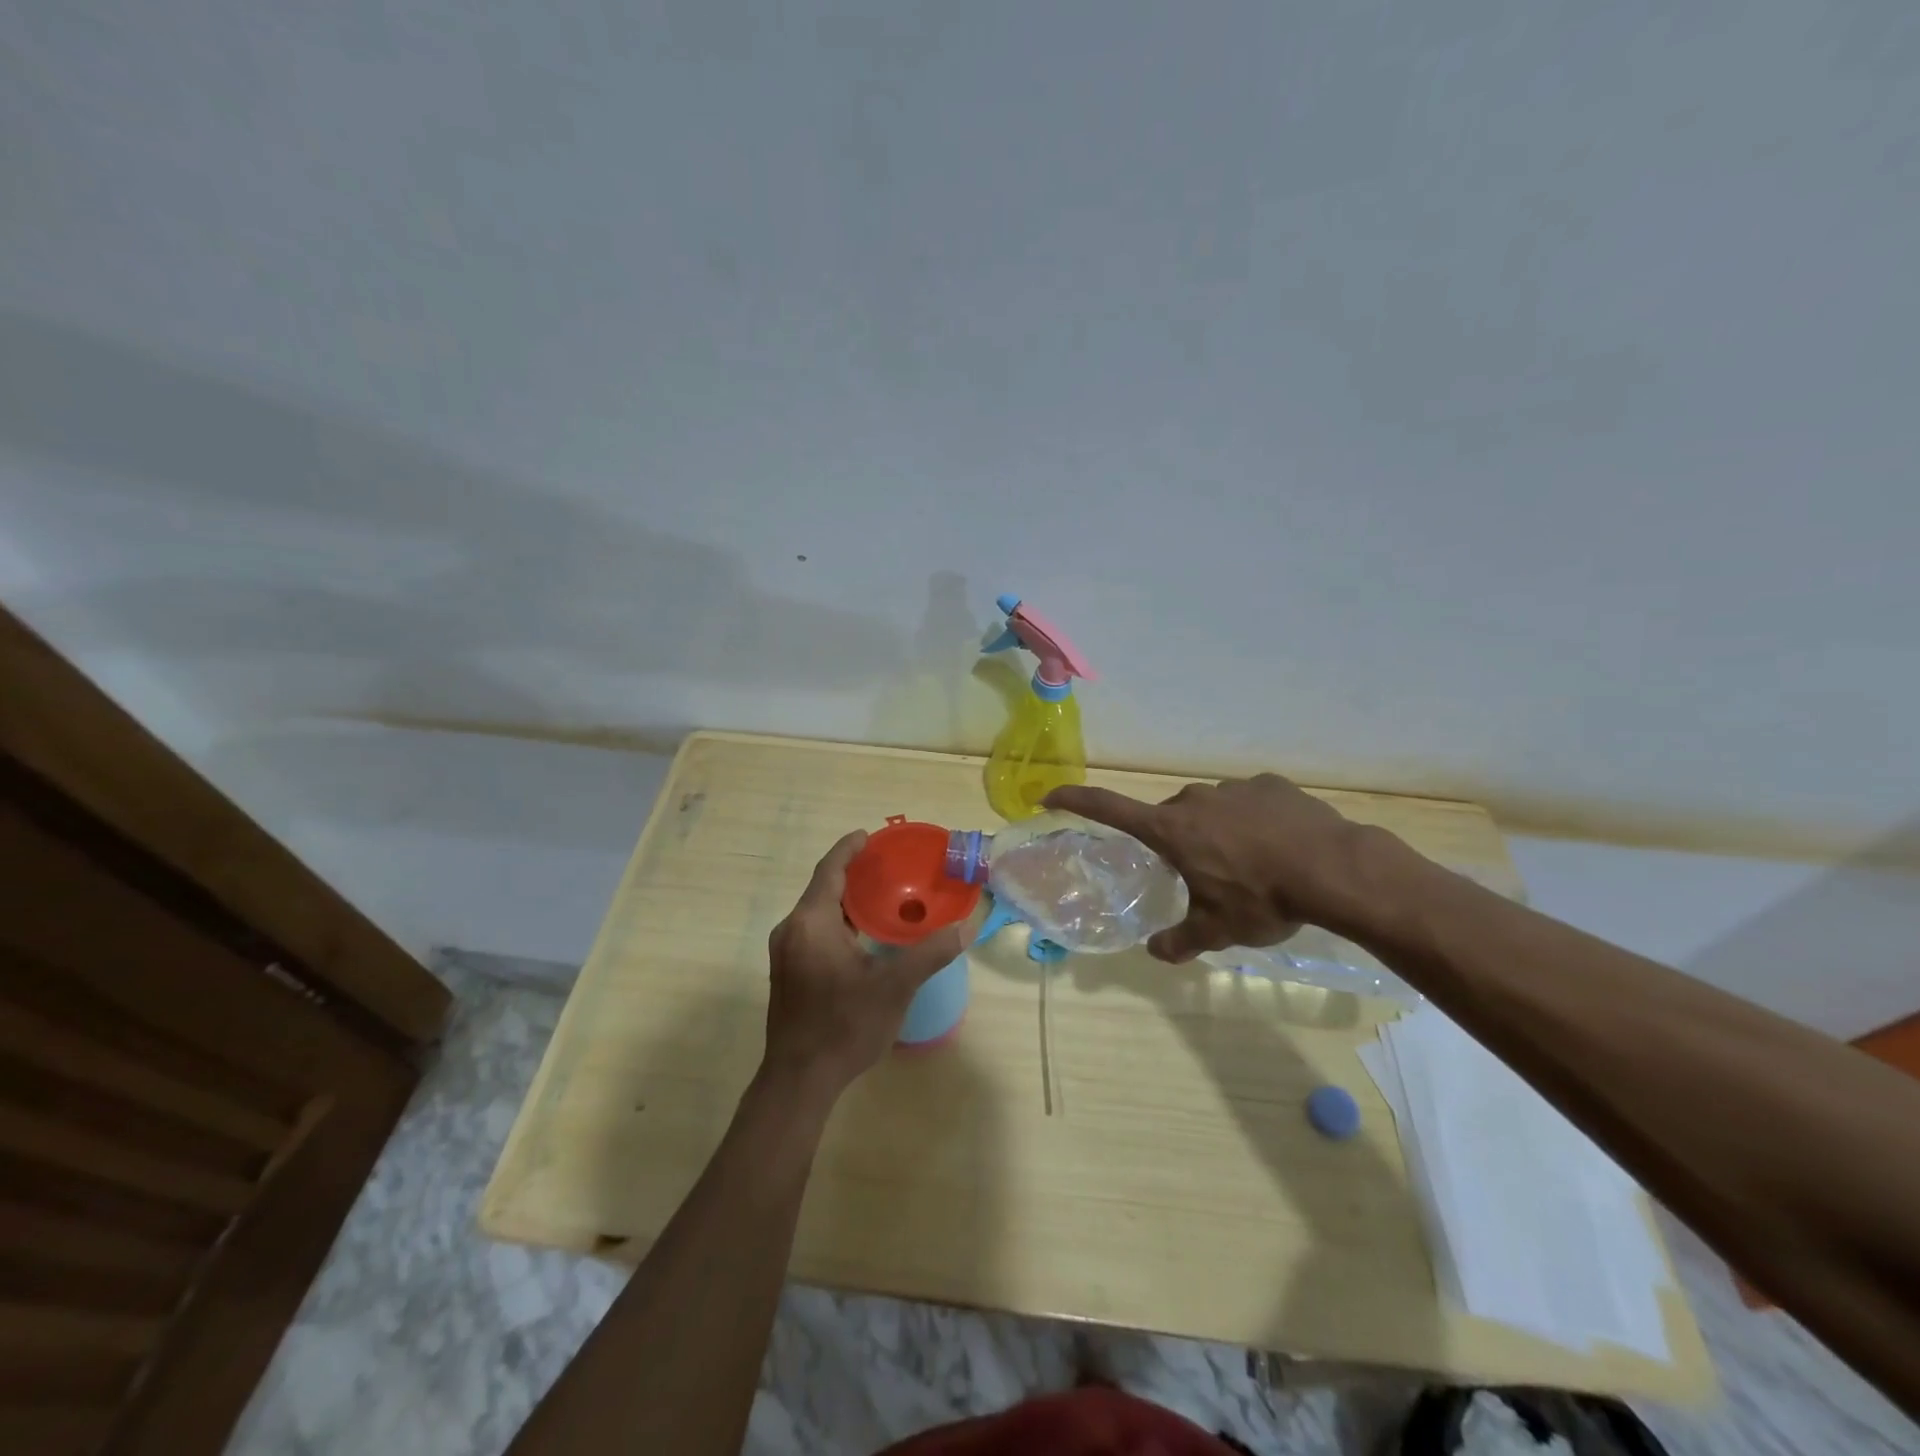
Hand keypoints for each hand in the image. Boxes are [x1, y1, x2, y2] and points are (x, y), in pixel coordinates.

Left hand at [762, 831, 964, 1101]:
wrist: (799, 1080)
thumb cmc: (844, 1026)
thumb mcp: (893, 987)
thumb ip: (929, 953)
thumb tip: (966, 926)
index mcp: (811, 923)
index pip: (830, 870)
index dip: (849, 849)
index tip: (870, 836)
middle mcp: (792, 930)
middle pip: (823, 888)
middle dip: (853, 874)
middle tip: (888, 866)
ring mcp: (786, 953)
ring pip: (818, 912)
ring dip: (847, 900)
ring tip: (882, 896)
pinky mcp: (788, 972)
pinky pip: (814, 931)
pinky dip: (839, 922)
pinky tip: (864, 935)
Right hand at [1044, 775, 1378, 962]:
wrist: (1334, 869)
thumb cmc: (1262, 898)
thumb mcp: (1218, 930)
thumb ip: (1181, 941)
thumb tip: (1156, 953)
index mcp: (1171, 831)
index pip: (1109, 808)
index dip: (1075, 800)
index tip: (1050, 795)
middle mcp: (1194, 801)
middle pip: (1170, 819)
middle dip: (1177, 843)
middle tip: (1202, 876)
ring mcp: (1234, 789)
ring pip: (1210, 810)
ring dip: (1217, 832)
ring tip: (1249, 866)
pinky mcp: (1270, 785)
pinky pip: (1248, 803)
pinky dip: (1252, 822)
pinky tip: (1278, 847)